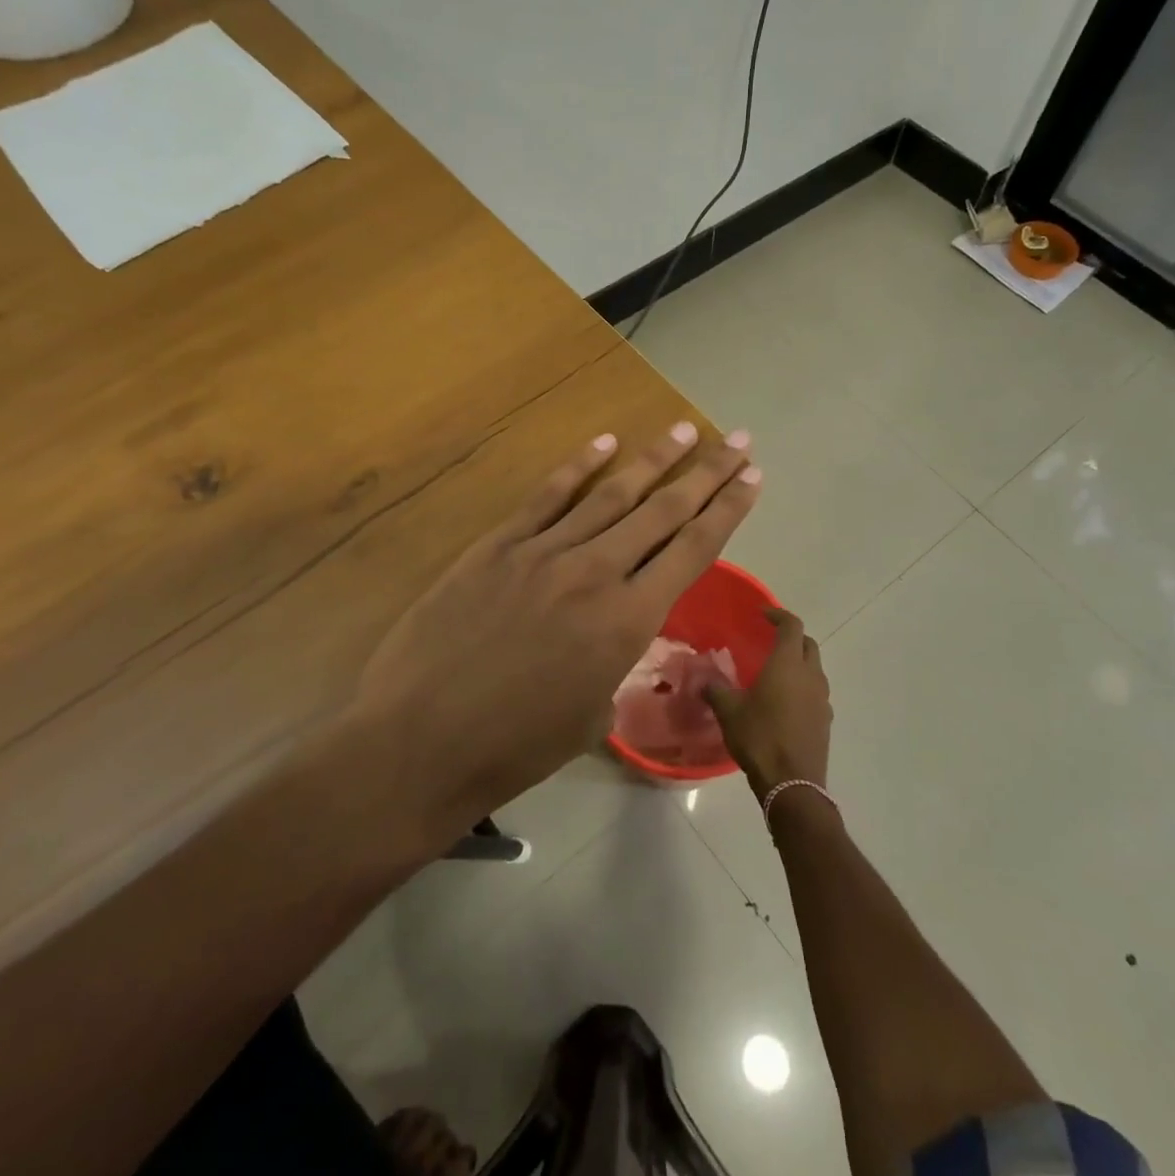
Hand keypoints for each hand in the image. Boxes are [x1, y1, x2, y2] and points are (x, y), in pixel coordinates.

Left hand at [353, 423, 761, 823]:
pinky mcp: (498, 545)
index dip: (728, 510)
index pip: (692, 549)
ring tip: (684, 429)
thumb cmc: (514, 746)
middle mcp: (596, 573)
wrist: (421, 741)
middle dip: (707, 472)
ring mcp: (544, 552)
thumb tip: (617, 637)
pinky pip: (547, 496)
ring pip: (611, 494)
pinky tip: (604, 441)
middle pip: (664, 511)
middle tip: (738, 439)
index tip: (753, 477)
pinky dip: (578, 466)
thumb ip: (617, 663)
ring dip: (653, 459)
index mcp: (628, 622)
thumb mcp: (593, 715)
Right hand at [704, 608, 830, 794]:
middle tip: (770, 641)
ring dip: (799, 663)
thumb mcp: (729, 712)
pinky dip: (803, 687)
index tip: (763, 615)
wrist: (792, 784)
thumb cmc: (759, 738)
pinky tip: (785, 703)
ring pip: (814, 669)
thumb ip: (716, 690)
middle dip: (792, 637)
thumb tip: (704, 680)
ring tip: (776, 673)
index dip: (779, 615)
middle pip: (808, 644)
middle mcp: (811, 675)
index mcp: (788, 665)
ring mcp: (822, 699)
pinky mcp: (826, 720)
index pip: (792, 626)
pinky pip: (816, 692)